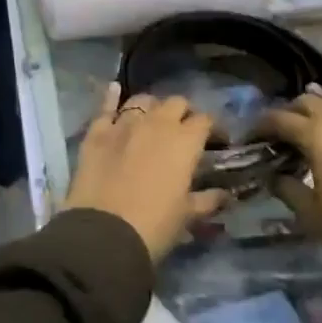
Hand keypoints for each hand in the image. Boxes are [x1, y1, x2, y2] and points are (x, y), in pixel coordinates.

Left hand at [63, 86, 226, 262]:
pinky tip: (115, 89)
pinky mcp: (96, 132)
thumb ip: (207, 200)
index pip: (205, 120)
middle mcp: (157, 123)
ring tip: (152, 120)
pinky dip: (112, 97)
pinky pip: (106, 107)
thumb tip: (225, 195)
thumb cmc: (154, 226)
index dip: (212, 128)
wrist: (104, 234)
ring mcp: (124, 124)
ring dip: (152, 107)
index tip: (216, 141)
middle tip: (183, 131)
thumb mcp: (186, 216)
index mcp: (184, 141)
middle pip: (176, 103)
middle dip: (183, 113)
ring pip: (143, 100)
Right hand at [260, 68, 321, 270]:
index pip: (281, 120)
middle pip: (311, 105)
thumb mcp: (309, 214)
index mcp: (317, 137)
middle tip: (278, 128)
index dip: (262, 125)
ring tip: (311, 99)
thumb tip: (274, 177)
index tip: (251, 134)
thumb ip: (288, 189)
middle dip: (291, 111)